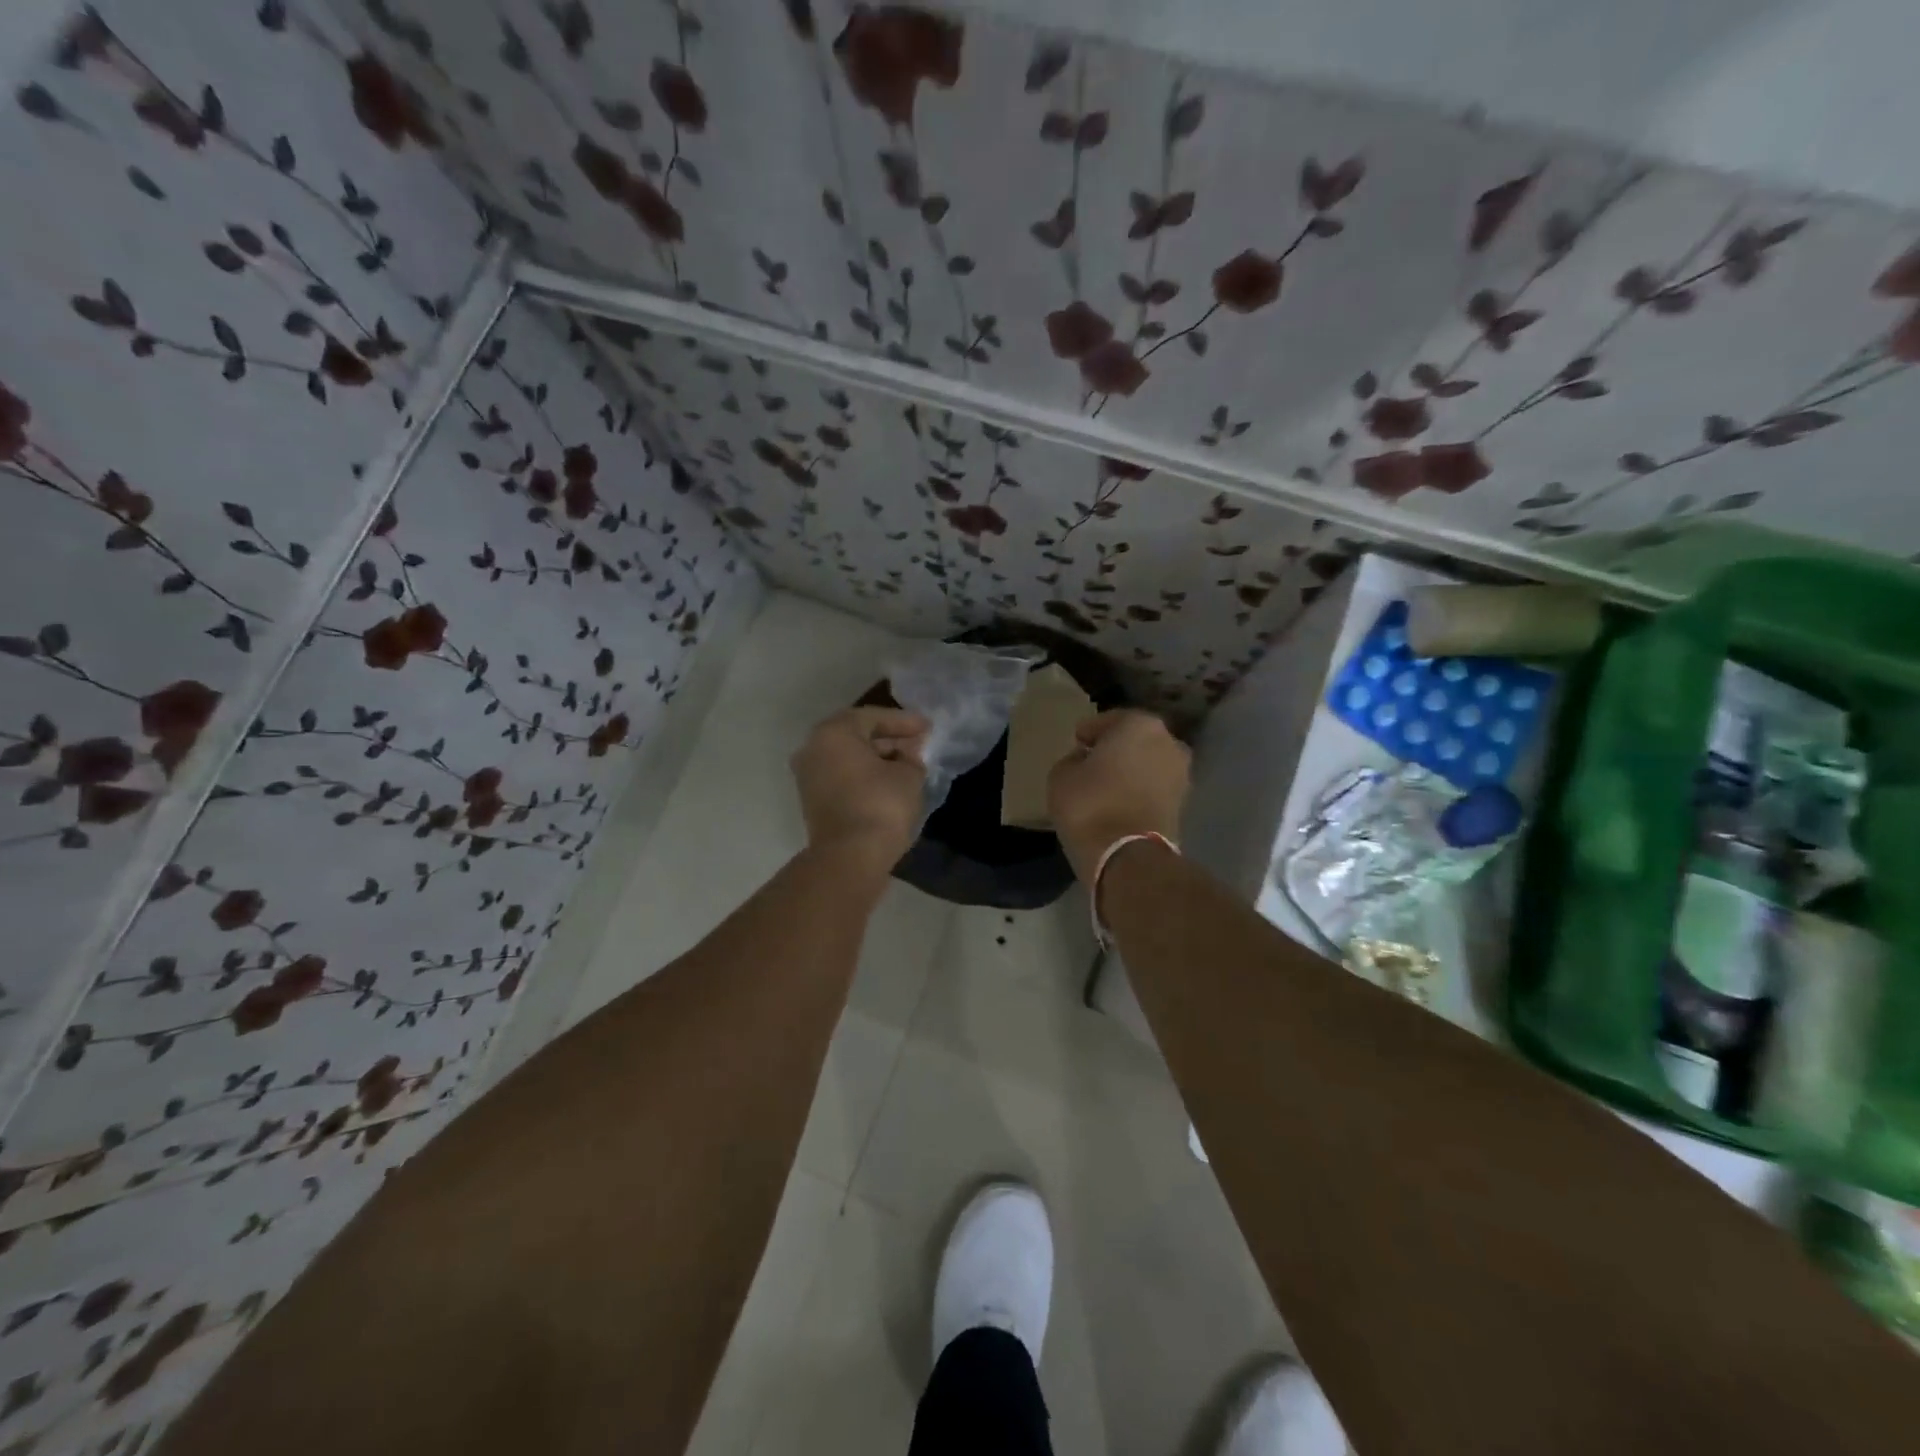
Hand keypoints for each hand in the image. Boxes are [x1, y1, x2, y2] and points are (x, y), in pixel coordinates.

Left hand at [791, 707, 928, 870]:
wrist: (850, 857)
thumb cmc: (881, 805)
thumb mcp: (909, 775)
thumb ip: (911, 757)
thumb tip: (908, 753)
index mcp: (833, 733)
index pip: (873, 717)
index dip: (904, 721)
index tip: (927, 727)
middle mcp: (813, 749)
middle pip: (857, 736)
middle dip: (890, 739)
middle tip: (918, 744)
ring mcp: (809, 777)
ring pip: (849, 758)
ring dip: (878, 759)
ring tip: (909, 764)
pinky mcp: (813, 801)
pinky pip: (843, 777)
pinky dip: (865, 776)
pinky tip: (890, 782)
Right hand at [1047, 709, 1190, 882]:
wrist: (1127, 855)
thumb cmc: (1090, 804)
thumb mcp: (1061, 775)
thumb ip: (1073, 760)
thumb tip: (1085, 761)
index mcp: (1139, 724)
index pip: (1109, 720)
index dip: (1089, 732)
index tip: (1077, 742)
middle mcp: (1168, 742)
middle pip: (1134, 740)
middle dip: (1115, 749)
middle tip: (1092, 762)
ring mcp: (1181, 773)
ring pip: (1148, 763)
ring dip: (1131, 770)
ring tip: (1106, 785)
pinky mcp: (1183, 803)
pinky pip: (1154, 787)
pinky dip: (1140, 790)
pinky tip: (1120, 801)